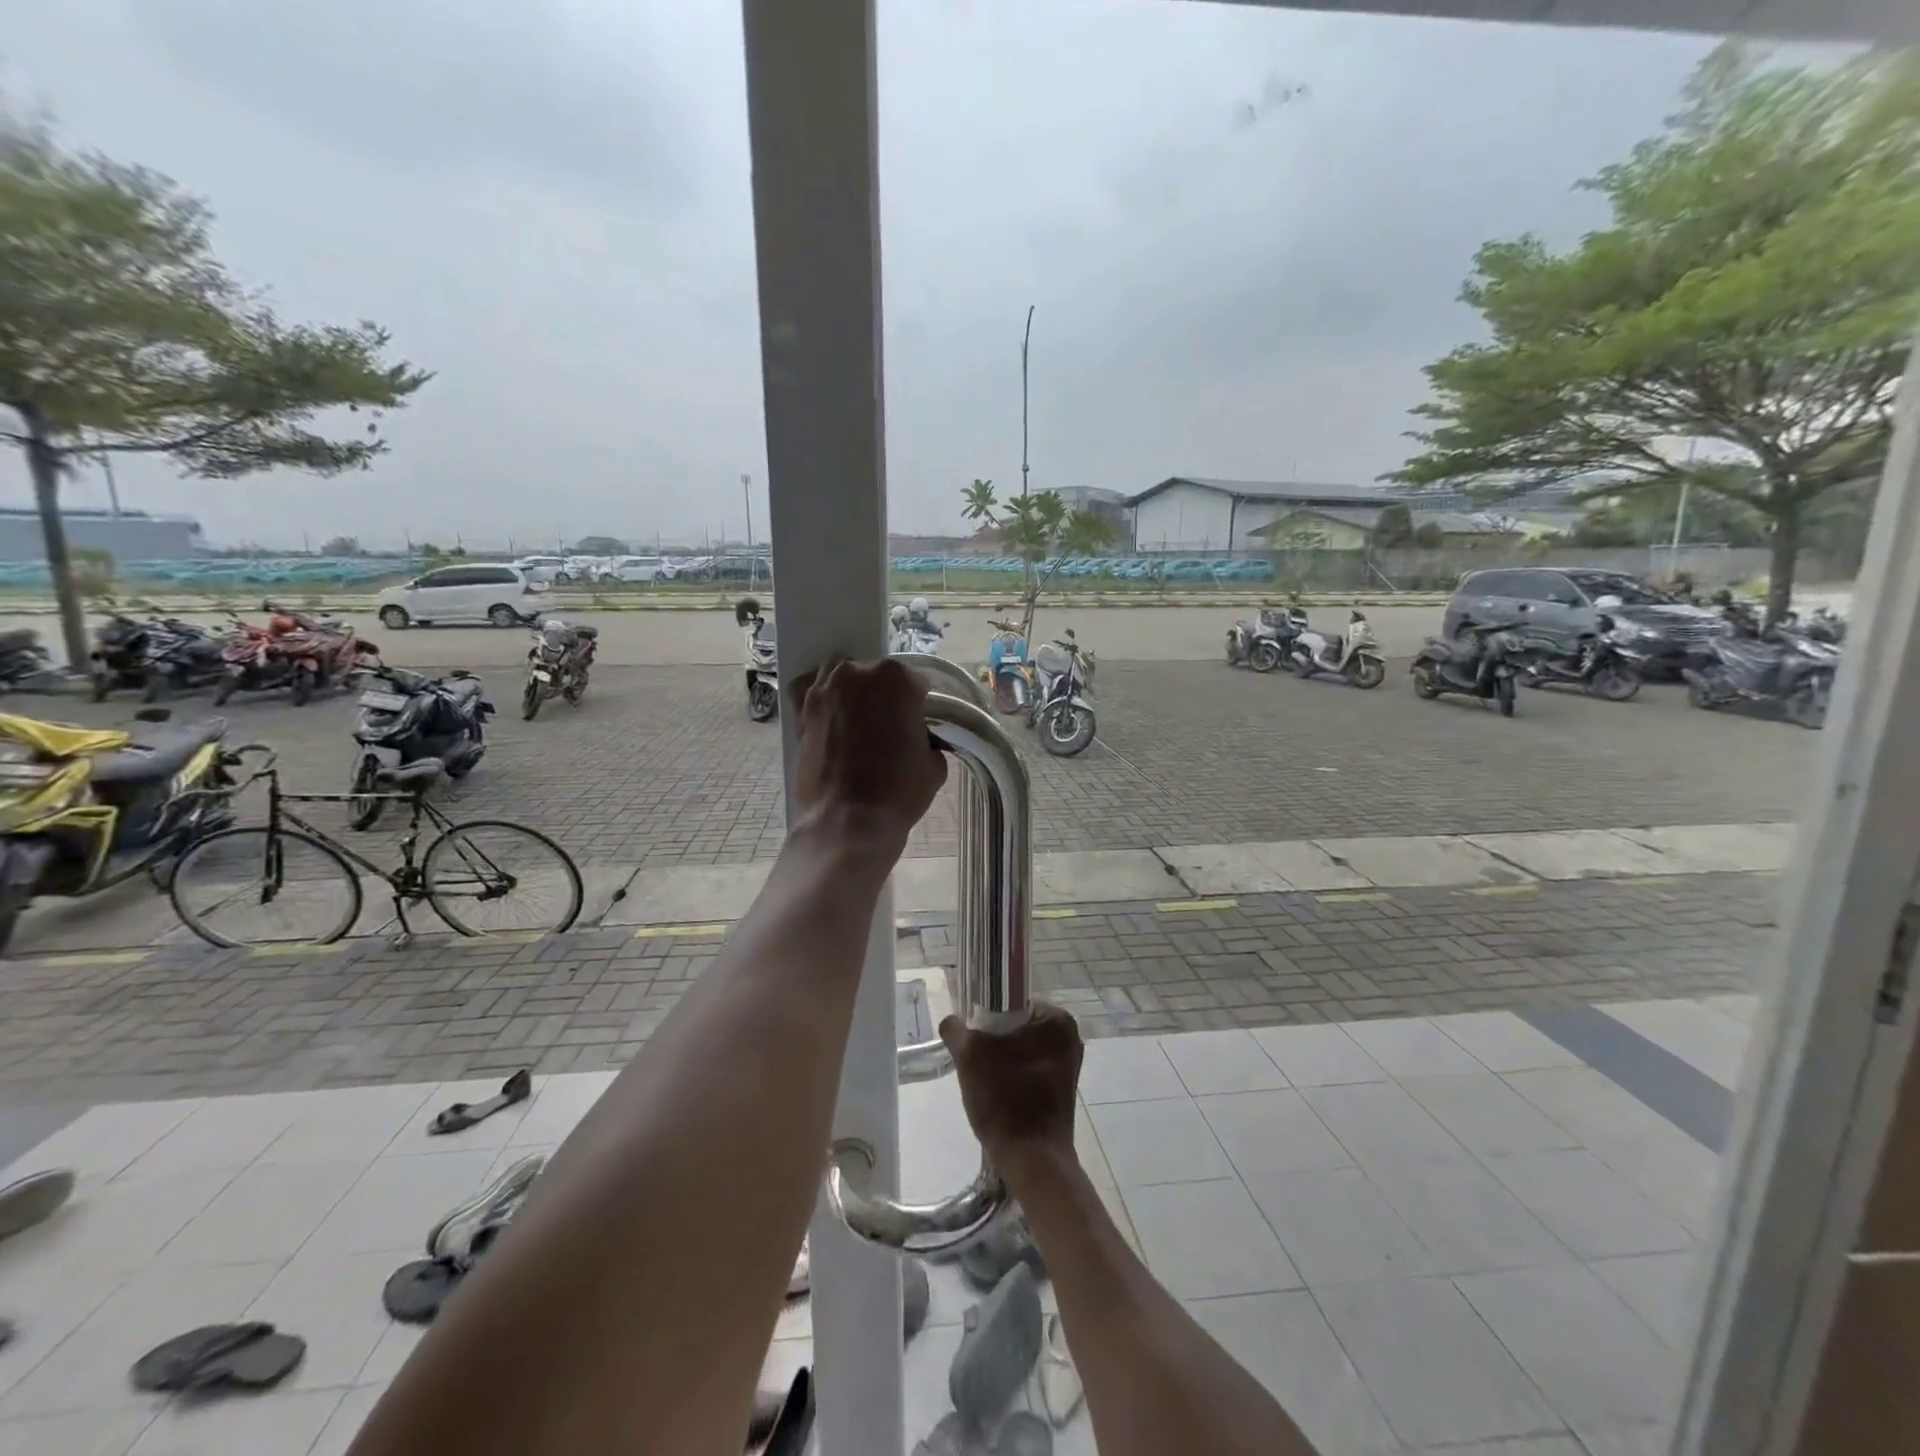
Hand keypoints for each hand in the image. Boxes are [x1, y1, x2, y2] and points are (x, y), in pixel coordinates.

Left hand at [790, 655, 946, 862]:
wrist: (848, 821)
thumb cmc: (898, 792)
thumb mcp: (934, 764)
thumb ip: (927, 738)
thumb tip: (917, 739)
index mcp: (898, 679)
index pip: (916, 683)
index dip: (918, 706)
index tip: (916, 726)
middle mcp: (859, 673)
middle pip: (877, 675)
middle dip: (884, 696)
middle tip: (888, 728)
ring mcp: (825, 689)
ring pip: (841, 673)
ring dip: (852, 689)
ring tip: (858, 718)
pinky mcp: (801, 711)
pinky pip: (808, 689)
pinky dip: (820, 695)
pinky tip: (829, 712)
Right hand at [940, 1002, 1082, 1173]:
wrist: (1032, 1161)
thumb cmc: (1005, 1101)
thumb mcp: (970, 1057)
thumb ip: (957, 1030)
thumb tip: (951, 1021)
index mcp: (1057, 1019)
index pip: (1012, 1003)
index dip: (987, 1018)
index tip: (973, 1039)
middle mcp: (1070, 1036)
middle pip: (1017, 1026)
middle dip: (994, 1041)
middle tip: (975, 1062)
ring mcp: (1069, 1064)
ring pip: (1022, 1049)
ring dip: (1002, 1060)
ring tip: (985, 1081)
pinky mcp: (1063, 1088)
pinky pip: (1030, 1069)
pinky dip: (1013, 1076)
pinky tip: (999, 1094)